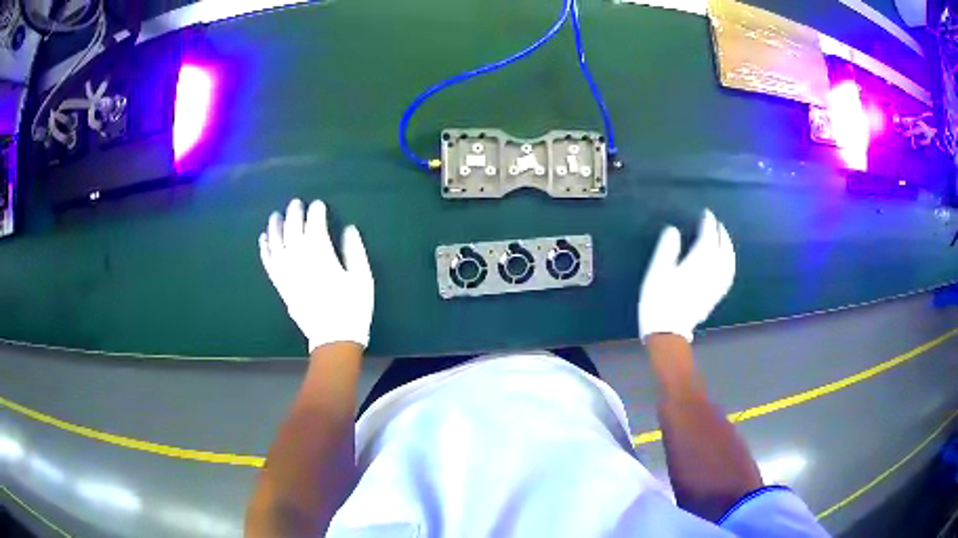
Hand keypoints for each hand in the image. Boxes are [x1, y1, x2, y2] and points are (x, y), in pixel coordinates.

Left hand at [259, 199, 373, 351]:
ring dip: (275, 228)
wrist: (333, 340)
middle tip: (296, 202)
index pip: (315, 227)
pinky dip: (265, 250)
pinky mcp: (281, 286)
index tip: (318, 204)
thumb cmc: (352, 309)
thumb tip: (348, 229)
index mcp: (322, 258)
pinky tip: (264, 239)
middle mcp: (300, 262)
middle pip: (293, 232)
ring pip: (277, 245)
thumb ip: (355, 251)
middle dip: (294, 214)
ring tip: (276, 215)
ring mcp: (288, 275)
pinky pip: (269, 264)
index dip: (316, 213)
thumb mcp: (362, 279)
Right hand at [639, 209, 734, 342]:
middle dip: (720, 233)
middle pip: (722, 248)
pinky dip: (730, 265)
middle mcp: (712, 272)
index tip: (706, 213)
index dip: (708, 223)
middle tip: (716, 222)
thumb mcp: (657, 272)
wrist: (668, 332)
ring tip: (724, 238)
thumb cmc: (659, 301)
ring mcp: (715, 285)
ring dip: (728, 247)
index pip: (708, 237)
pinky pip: (728, 277)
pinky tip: (727, 263)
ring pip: (728, 262)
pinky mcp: (715, 296)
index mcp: (698, 263)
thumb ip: (667, 249)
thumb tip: (673, 230)